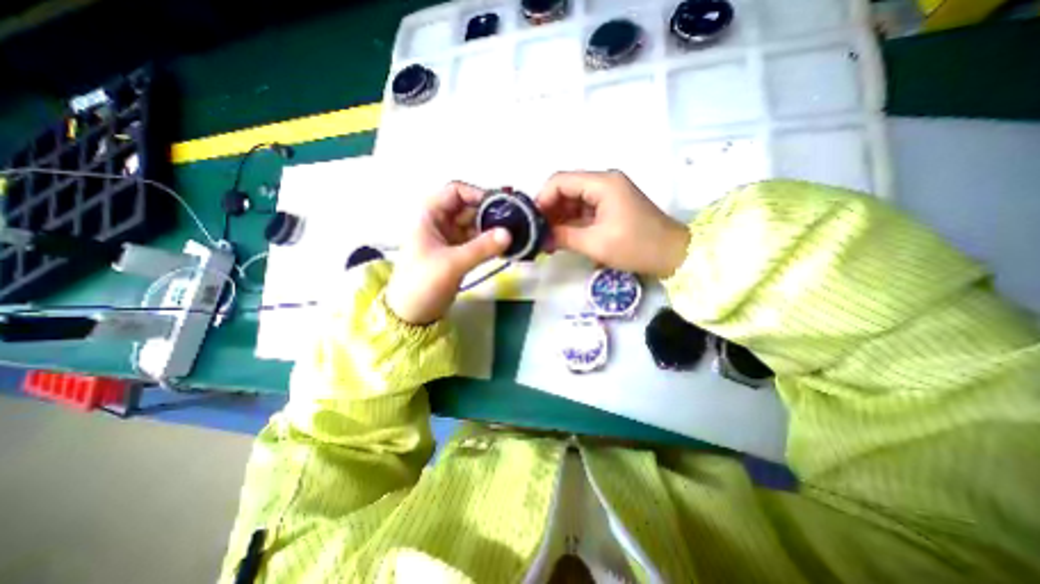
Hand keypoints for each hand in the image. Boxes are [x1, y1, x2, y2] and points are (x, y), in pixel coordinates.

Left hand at [382, 182, 509, 325]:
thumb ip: (482, 248)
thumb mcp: (452, 263)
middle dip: (490, 213)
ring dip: (492, 229)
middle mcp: (441, 222)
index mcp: (430, 215)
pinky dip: (490, 242)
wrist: (412, 313)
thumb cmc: (423, 282)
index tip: (500, 205)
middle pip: (469, 208)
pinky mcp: (458, 253)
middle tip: (514, 222)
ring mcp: (450, 238)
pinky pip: (477, 241)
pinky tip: (505, 247)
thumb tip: (509, 234)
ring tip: (515, 234)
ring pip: (475, 225)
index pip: (456, 191)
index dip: (478, 194)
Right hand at [536, 171, 689, 278]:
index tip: (532, 222)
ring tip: (547, 241)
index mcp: (602, 183)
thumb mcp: (596, 243)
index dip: (542, 199)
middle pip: (566, 190)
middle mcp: (603, 182)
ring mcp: (608, 194)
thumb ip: (564, 237)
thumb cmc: (636, 246)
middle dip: (549, 211)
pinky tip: (561, 238)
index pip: (560, 181)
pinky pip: (583, 211)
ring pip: (573, 201)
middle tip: (537, 234)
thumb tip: (540, 239)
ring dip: (559, 219)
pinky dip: (571, 223)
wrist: (673, 255)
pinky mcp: (611, 207)